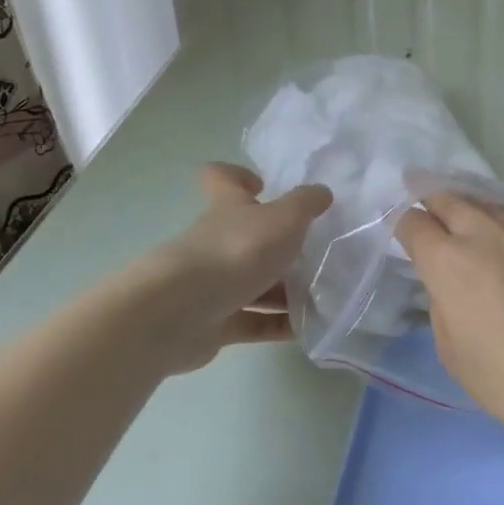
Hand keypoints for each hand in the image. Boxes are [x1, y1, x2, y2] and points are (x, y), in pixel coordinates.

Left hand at [159, 162, 331, 371]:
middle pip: (245, 236)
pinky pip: (253, 321)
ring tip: (321, 296)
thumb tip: (322, 193)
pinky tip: (306, 328)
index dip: (238, 176)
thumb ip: (305, 203)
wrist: (182, 312)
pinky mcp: (214, 322)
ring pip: (253, 282)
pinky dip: (277, 325)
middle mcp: (216, 241)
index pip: (221, 179)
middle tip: (313, 252)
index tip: (263, 185)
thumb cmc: (236, 251)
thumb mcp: (283, 218)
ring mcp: (212, 284)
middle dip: (278, 245)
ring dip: (283, 290)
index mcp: (227, 208)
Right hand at [396, 193, 503, 442]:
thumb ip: (442, 305)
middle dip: (430, 202)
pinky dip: (499, 226)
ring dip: (467, 210)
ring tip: (464, 224)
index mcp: (447, 259)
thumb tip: (449, 284)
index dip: (402, 225)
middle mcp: (482, 231)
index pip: (412, 222)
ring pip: (484, 204)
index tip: (402, 235)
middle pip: (447, 198)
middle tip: (425, 211)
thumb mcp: (453, 352)